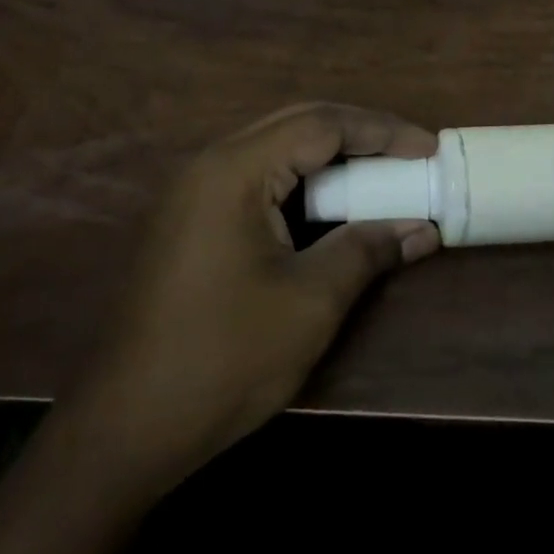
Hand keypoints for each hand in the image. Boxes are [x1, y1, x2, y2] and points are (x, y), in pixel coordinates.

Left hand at [66, 102, 441, 503]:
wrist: (122, 430)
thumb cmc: (223, 359)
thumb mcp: (310, 302)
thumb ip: (368, 249)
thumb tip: (423, 228)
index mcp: (234, 170)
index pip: (321, 125)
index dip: (382, 132)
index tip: (430, 149)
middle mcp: (209, 165)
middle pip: (297, 123)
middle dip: (359, 133)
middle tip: (410, 153)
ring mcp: (193, 192)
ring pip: (276, 148)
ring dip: (331, 156)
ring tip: (380, 173)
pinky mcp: (189, 221)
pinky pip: (257, 177)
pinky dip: (302, 181)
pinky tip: (330, 205)